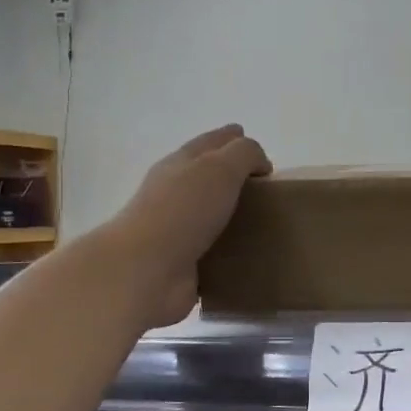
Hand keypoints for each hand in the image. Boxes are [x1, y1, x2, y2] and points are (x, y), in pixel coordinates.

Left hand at [99, 124, 271, 326]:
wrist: (144, 271)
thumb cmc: (183, 211)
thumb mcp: (220, 168)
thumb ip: (245, 155)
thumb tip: (259, 164)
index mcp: (180, 163)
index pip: (211, 142)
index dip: (233, 139)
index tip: (259, 150)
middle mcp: (174, 193)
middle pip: (208, 177)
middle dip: (234, 178)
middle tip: (267, 189)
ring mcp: (176, 229)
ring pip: (210, 215)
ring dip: (232, 216)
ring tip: (265, 223)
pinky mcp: (182, 262)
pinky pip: (213, 250)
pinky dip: (229, 250)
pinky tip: (249, 254)